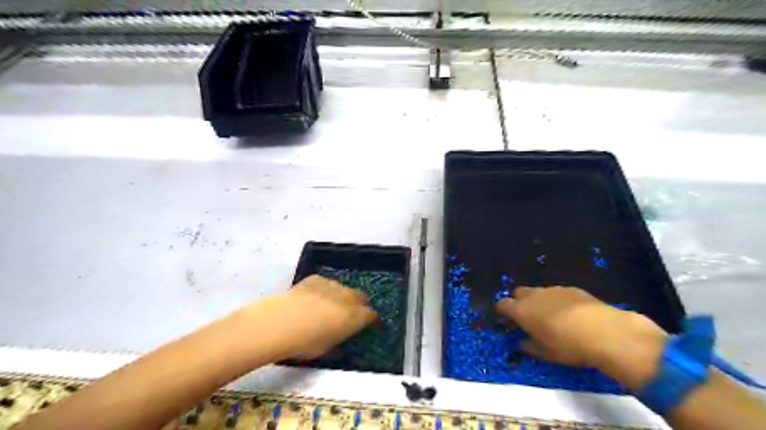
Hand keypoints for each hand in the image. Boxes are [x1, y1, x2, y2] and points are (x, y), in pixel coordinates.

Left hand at [241, 276, 376, 359]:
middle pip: (361, 297)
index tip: (369, 324)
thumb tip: (340, 338)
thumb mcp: (327, 349)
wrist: (280, 322)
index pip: (371, 316)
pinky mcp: (315, 279)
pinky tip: (312, 298)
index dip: (371, 320)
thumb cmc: (306, 343)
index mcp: (354, 317)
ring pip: (343, 289)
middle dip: (360, 305)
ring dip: (341, 297)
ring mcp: (332, 285)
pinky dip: (324, 290)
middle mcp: (347, 298)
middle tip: (351, 314)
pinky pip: (326, 284)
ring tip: (329, 306)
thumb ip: (339, 340)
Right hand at [497, 287, 665, 377]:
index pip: (502, 304)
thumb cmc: (568, 346)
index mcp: (521, 310)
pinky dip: (557, 301)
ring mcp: (552, 290)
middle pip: (518, 293)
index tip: (507, 321)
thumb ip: (529, 346)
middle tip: (528, 318)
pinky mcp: (571, 289)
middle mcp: (533, 296)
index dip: (502, 311)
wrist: (604, 332)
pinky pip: (556, 293)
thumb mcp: (545, 353)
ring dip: (538, 301)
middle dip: (519, 302)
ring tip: (551, 317)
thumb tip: (521, 342)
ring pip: (538, 292)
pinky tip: (570, 314)